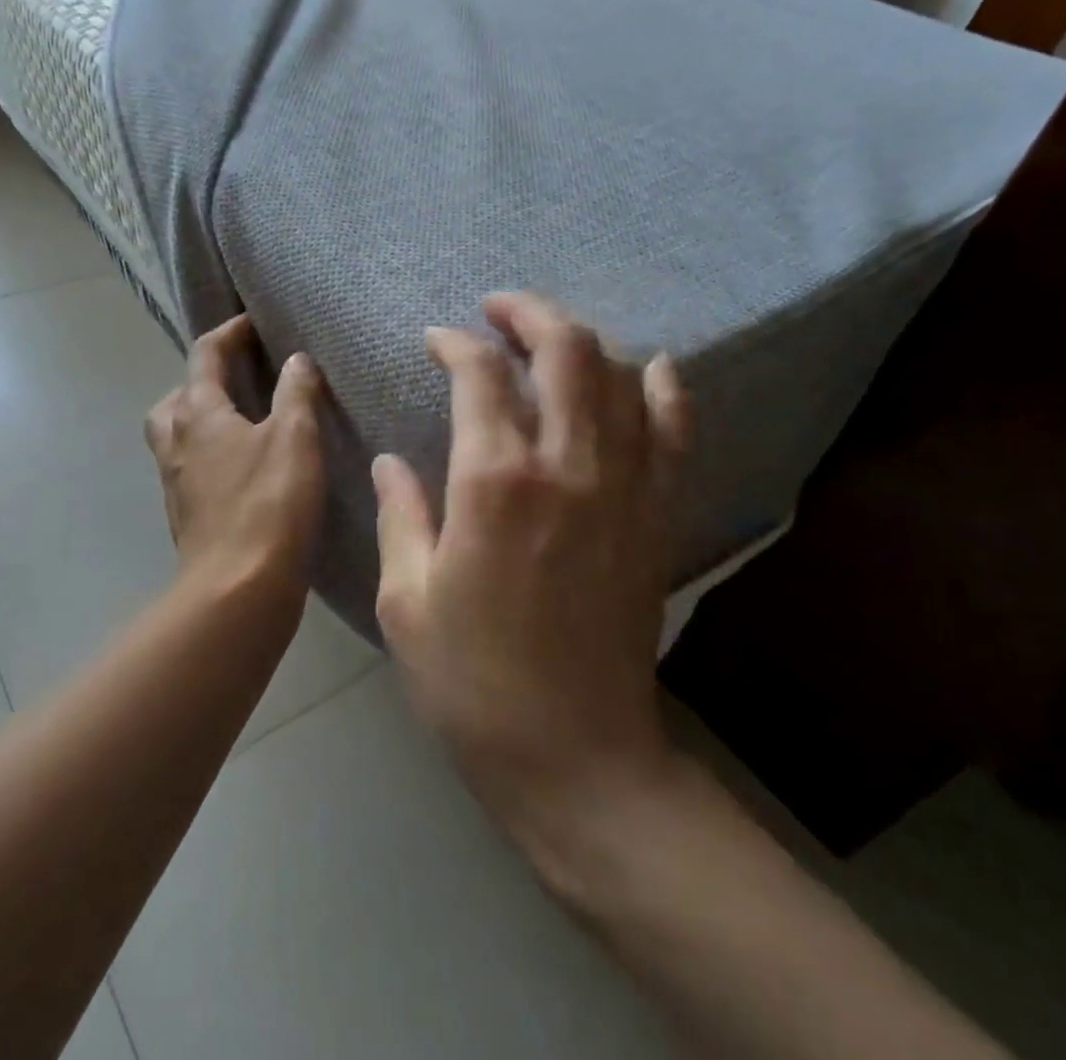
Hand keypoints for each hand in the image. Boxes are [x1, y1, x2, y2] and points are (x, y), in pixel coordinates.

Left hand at [144, 314, 325, 604]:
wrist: (238, 589)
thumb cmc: (269, 504)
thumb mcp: (295, 438)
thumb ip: (296, 393)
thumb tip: (296, 360)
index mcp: (198, 413)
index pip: (205, 355)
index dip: (229, 333)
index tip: (253, 324)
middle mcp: (177, 442)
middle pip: (177, 397)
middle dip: (203, 379)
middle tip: (239, 379)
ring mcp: (176, 481)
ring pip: (178, 434)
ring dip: (200, 418)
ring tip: (240, 422)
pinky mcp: (187, 514)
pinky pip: (191, 467)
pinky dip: (210, 454)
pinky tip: (244, 468)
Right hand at [373, 292, 691, 812]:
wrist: (576, 754)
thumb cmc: (472, 680)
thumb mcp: (407, 599)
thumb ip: (400, 514)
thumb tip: (391, 460)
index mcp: (493, 482)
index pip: (478, 375)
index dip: (453, 344)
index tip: (435, 341)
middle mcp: (567, 465)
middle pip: (564, 350)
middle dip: (527, 313)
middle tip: (497, 310)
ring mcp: (624, 487)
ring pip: (619, 376)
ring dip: (583, 341)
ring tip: (551, 339)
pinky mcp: (657, 516)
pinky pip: (675, 432)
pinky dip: (665, 389)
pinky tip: (652, 367)